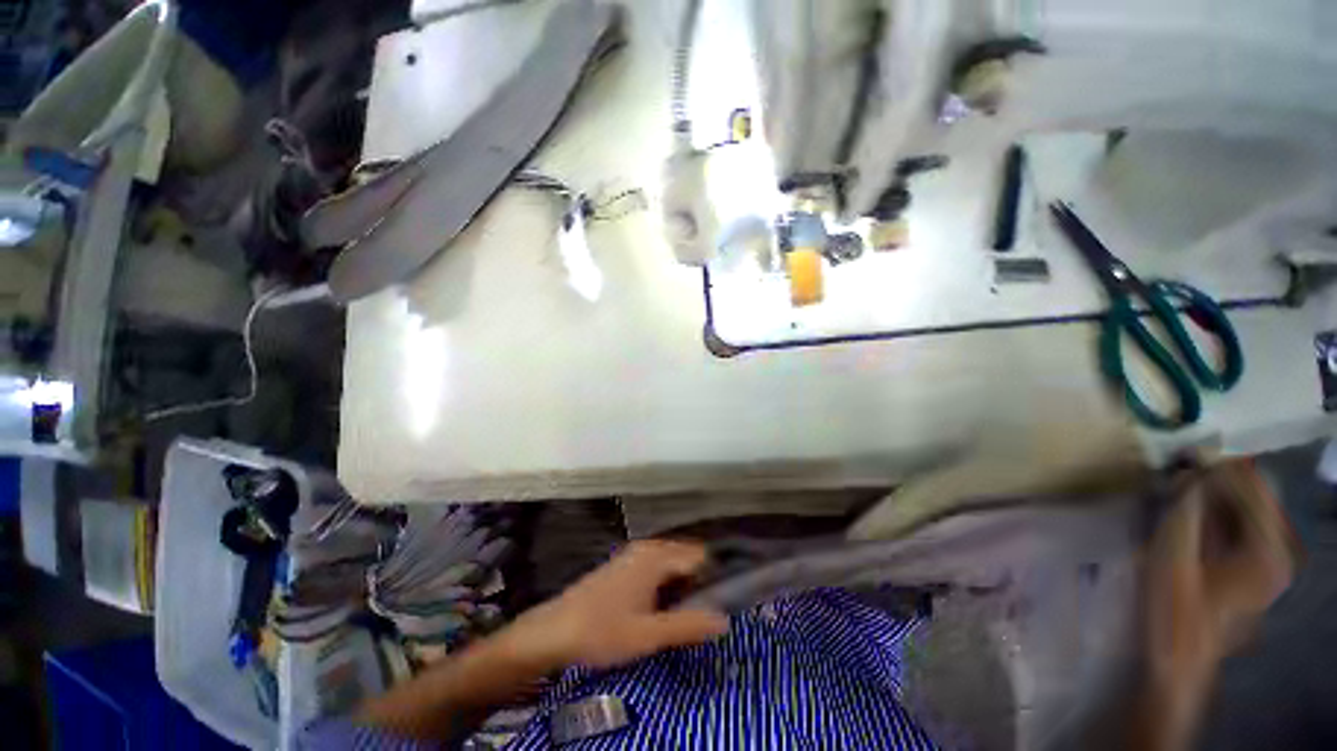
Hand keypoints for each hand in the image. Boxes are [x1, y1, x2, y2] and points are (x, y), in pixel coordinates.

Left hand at [505, 540, 728, 669]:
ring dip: (682, 584)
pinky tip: (660, 608)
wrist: (553, 631)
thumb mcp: (648, 634)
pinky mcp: (625, 565)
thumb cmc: (602, 631)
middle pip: (686, 556)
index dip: (714, 577)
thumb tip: (724, 620)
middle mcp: (647, 548)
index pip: (700, 555)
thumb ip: (687, 625)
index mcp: (656, 556)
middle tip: (703, 613)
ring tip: (684, 614)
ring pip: (671, 563)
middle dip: (699, 581)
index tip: (723, 602)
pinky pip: (657, 567)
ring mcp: (634, 554)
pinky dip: (666, 583)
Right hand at [1145, 458, 1296, 688]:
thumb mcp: (1172, 559)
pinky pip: (1238, 523)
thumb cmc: (1175, 613)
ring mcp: (1267, 559)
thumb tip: (1189, 472)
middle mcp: (1277, 550)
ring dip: (1214, 492)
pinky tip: (1189, 508)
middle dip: (1216, 478)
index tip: (1183, 456)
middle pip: (1254, 494)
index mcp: (1267, 550)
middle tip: (1177, 470)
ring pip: (1246, 506)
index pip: (1254, 486)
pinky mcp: (1253, 566)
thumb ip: (1184, 512)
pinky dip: (1215, 509)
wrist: (1179, 660)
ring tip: (1178, 485)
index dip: (1218, 467)